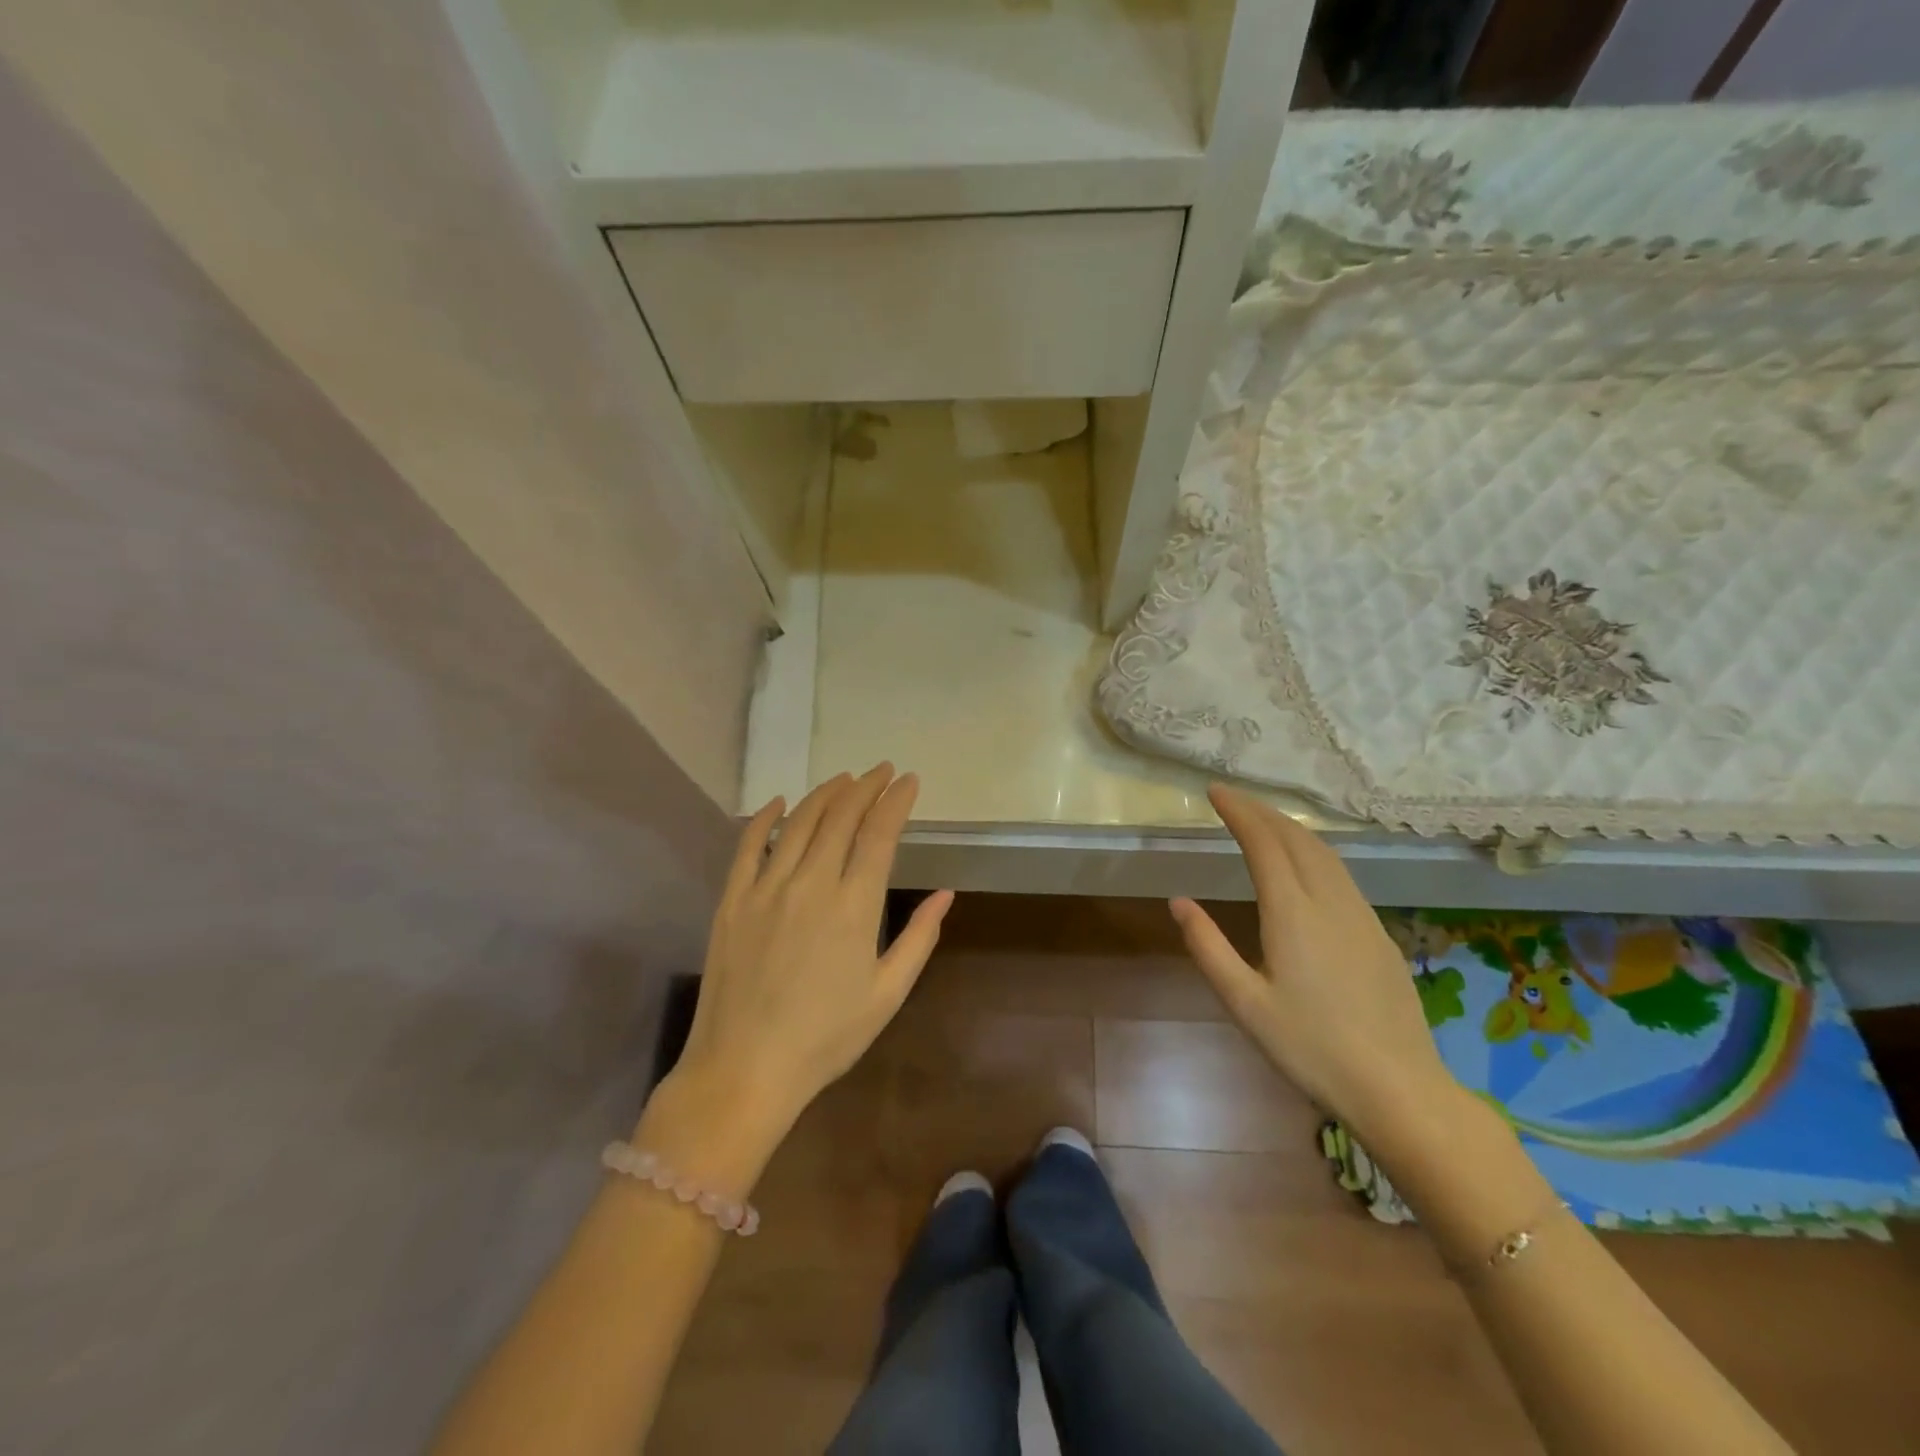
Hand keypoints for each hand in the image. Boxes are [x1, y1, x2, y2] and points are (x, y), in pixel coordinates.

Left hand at [670, 765, 952, 1140]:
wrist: (744, 1069)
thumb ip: (919, 939)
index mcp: (853, 906)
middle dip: (865, 787)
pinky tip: (779, 802)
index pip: (879, 834)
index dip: (896, 801)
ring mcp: (766, 888)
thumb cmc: (826, 1038)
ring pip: (798, 822)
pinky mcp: (732, 900)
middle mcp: (810, 884)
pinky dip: (765, 818)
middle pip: (840, 817)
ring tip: (844, 779)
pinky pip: (748, 845)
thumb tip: (945, 894)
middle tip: (881, 771)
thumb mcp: (887, 994)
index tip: (908, 780)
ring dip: (824, 794)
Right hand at [1169, 785, 1455, 1141]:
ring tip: (1264, 820)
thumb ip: (1208, 947)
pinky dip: (1314, 851)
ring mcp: (1361, 915)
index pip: (1263, 843)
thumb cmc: (1310, 1048)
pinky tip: (1306, 864)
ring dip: (1291, 827)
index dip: (1239, 812)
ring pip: (1325, 853)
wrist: (1398, 1088)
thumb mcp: (1244, 1003)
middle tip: (1233, 799)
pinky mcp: (1379, 934)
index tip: (1215, 792)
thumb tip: (1179, 902)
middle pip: (1297, 838)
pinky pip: (1342, 874)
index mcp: (1292, 913)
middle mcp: (1329, 902)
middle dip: (1263, 811)